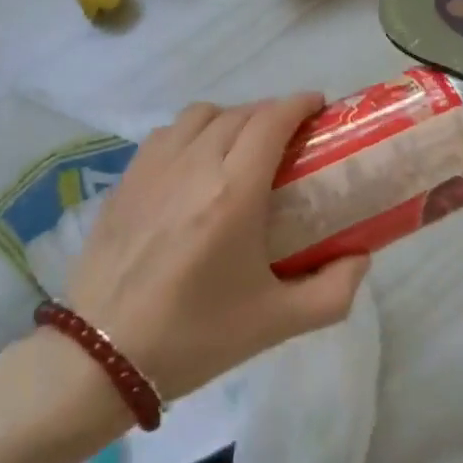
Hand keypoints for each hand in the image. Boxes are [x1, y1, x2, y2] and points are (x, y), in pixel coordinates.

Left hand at [61, 95, 371, 399]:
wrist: (102, 358)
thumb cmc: (195, 337)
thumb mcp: (277, 323)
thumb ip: (333, 291)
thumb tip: (361, 257)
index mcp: (234, 193)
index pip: (271, 121)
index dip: (299, 104)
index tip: (319, 107)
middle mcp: (194, 166)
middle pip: (240, 113)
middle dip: (271, 112)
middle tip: (291, 136)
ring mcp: (153, 169)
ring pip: (200, 115)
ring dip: (230, 117)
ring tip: (243, 145)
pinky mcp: (126, 181)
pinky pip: (166, 133)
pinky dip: (192, 131)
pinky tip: (196, 160)